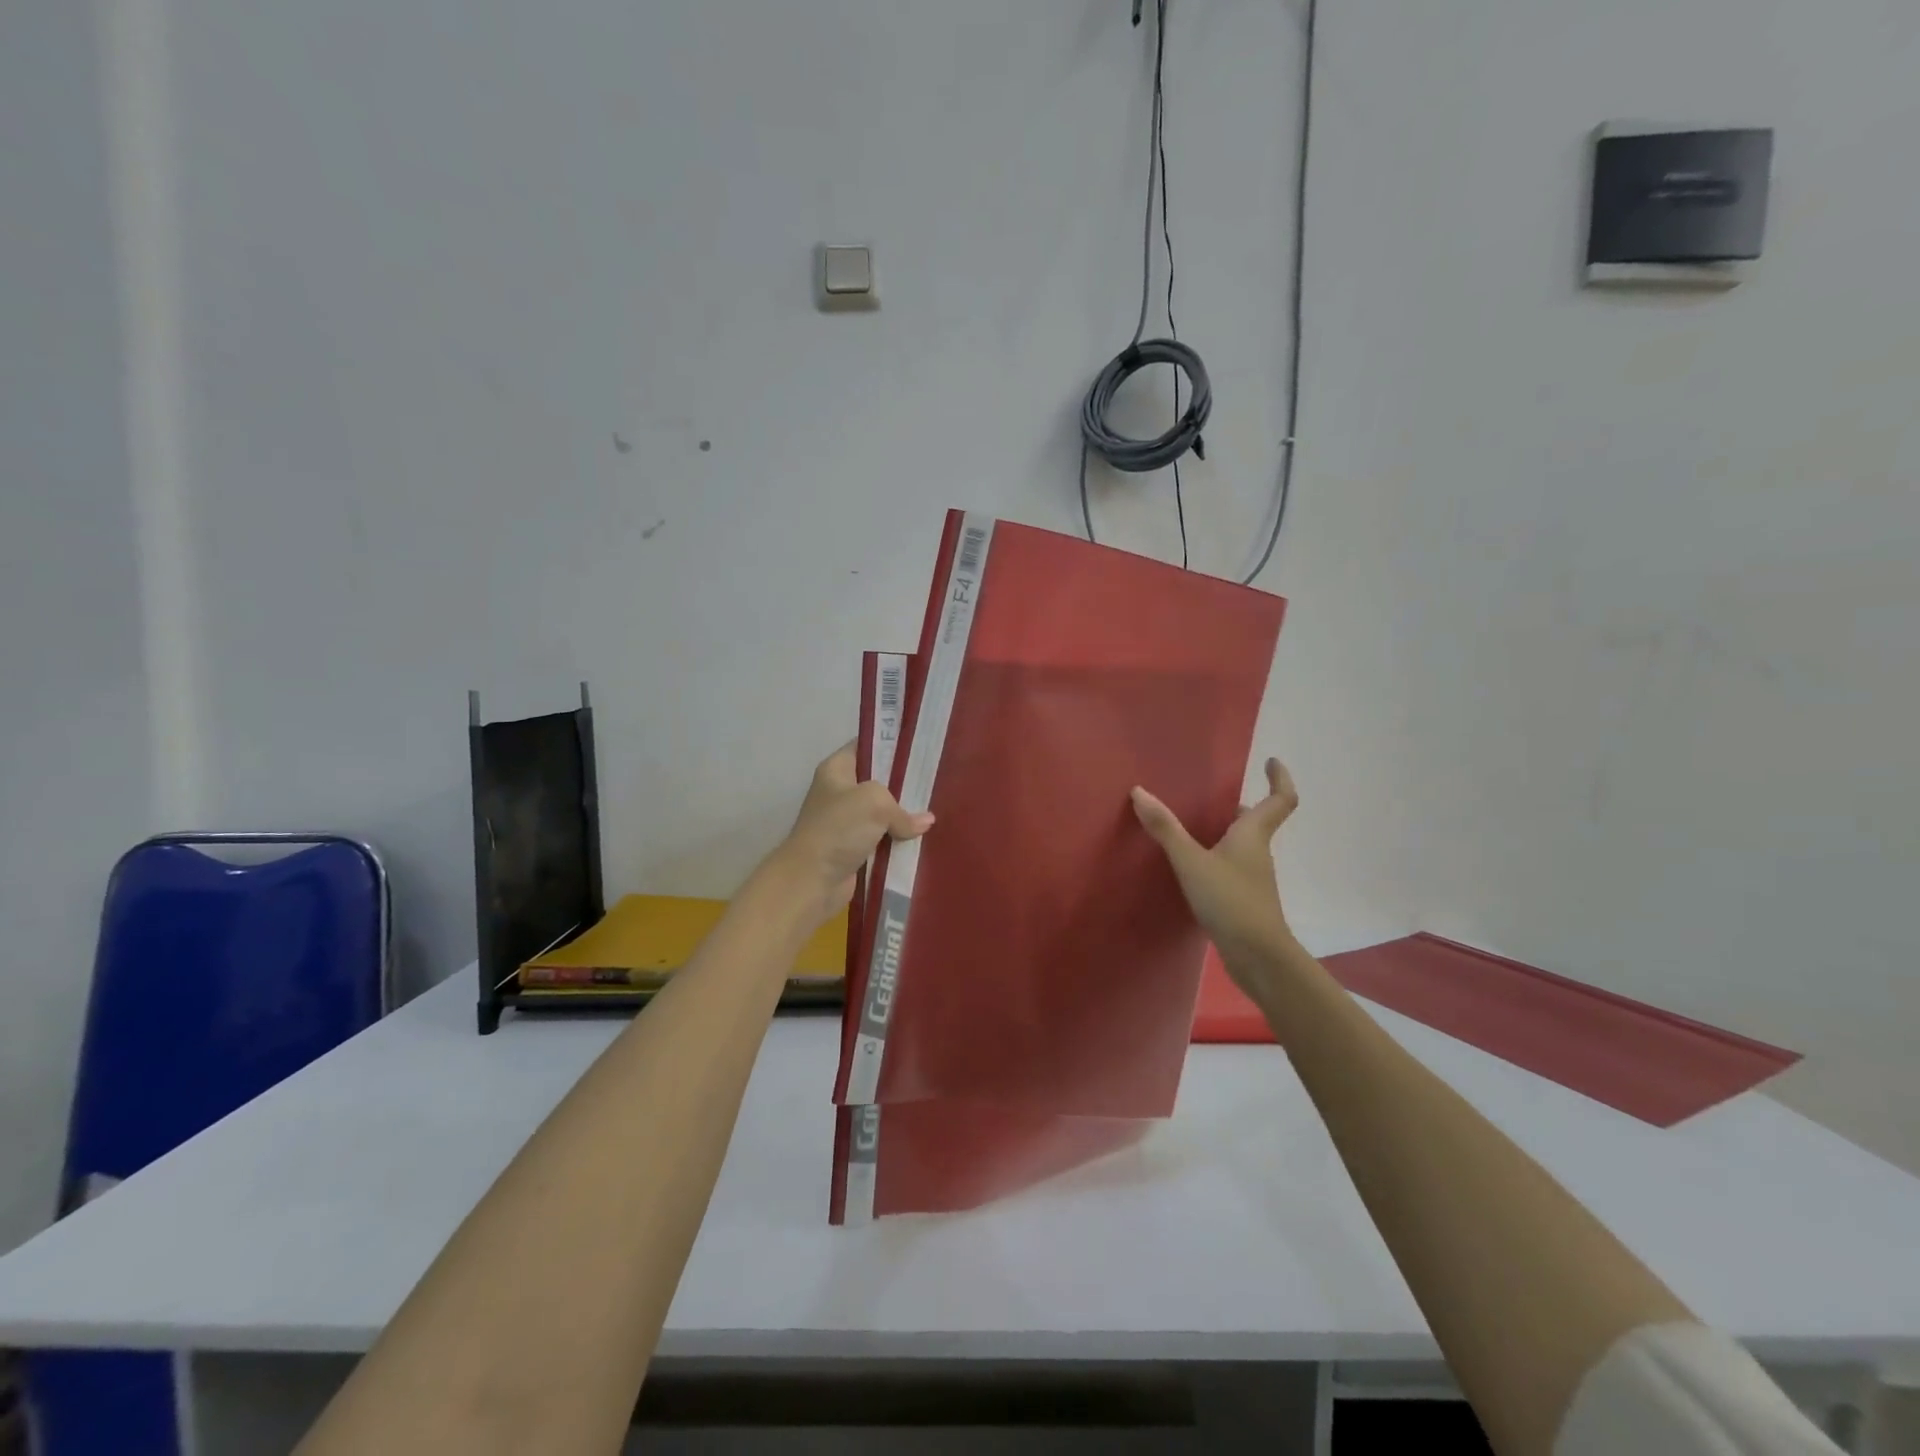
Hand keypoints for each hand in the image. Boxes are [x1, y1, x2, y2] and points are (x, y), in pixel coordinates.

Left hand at [766, 745, 933, 924]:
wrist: (812, 880)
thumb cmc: (839, 828)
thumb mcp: (875, 802)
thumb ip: (903, 809)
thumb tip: (924, 822)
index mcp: (837, 769)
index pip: (866, 746)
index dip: (892, 743)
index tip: (921, 747)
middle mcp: (840, 792)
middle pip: (879, 780)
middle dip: (905, 783)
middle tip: (935, 781)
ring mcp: (847, 821)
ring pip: (883, 812)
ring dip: (904, 816)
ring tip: (937, 808)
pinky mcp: (854, 847)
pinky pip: (883, 838)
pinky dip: (899, 840)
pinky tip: (924, 837)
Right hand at [1131, 758, 1298, 983]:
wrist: (1258, 957)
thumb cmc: (1231, 901)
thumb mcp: (1191, 862)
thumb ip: (1166, 829)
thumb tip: (1140, 792)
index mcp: (1253, 835)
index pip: (1280, 799)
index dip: (1279, 778)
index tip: (1271, 761)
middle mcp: (1257, 853)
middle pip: (1256, 822)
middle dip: (1239, 807)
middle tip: (1212, 796)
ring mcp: (1252, 879)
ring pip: (1241, 846)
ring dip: (1224, 833)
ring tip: (1192, 827)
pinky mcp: (1243, 901)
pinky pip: (1230, 868)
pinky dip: (1215, 859)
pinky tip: (1191, 868)